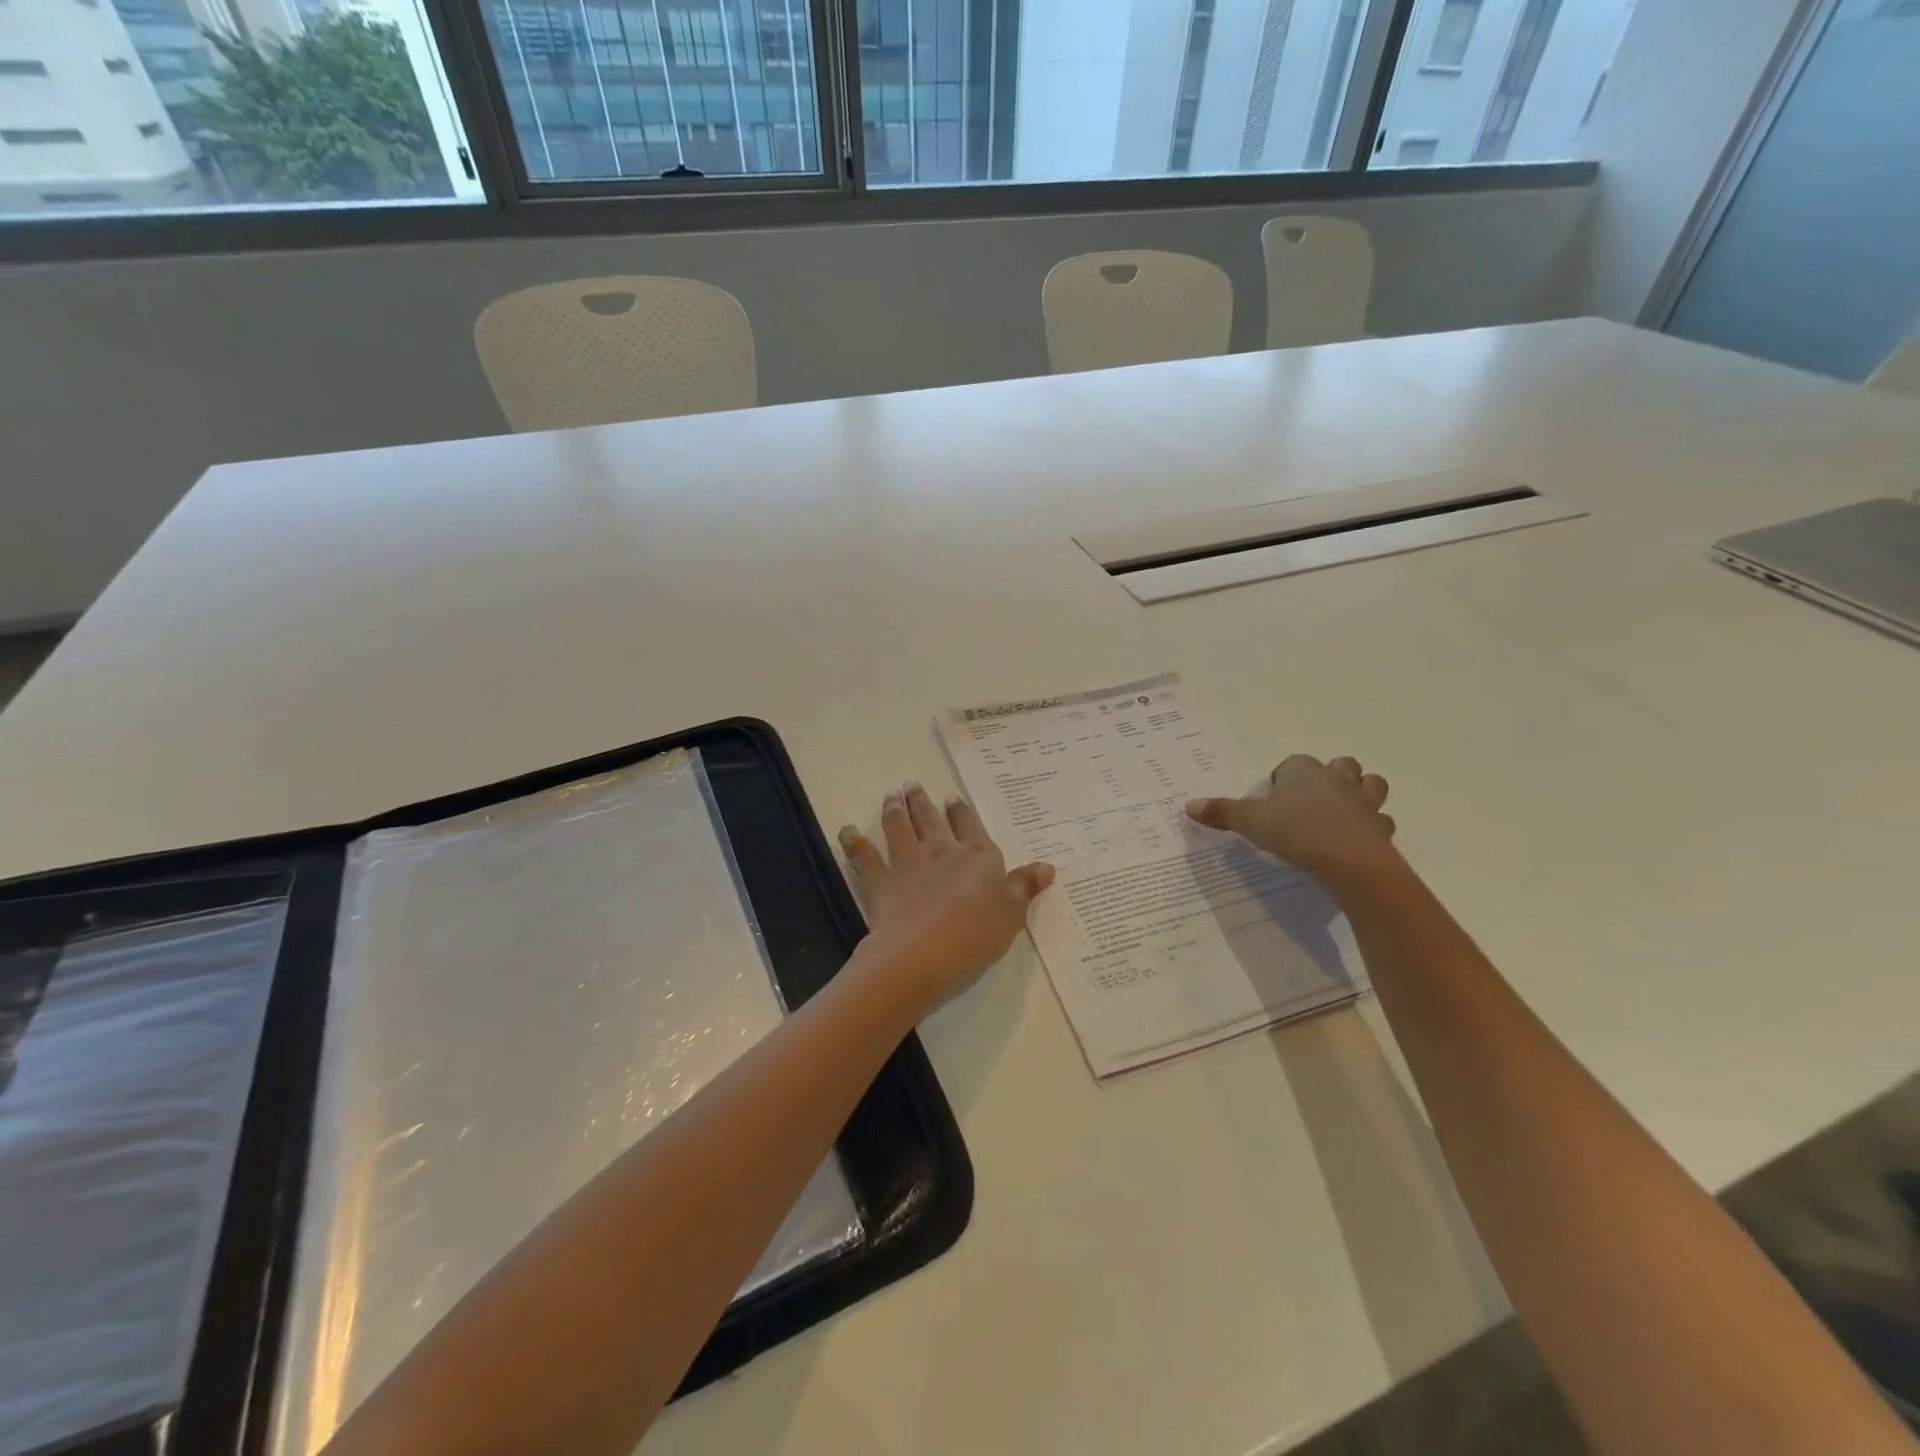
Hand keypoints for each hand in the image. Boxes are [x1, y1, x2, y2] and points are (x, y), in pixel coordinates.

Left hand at [840, 783, 1053, 1007]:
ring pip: (900, 828)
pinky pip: (864, 858)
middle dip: (923, 801)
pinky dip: (853, 843)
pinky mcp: (881, 882)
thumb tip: (1047, 866)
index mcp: (977, 857)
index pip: (970, 826)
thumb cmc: (976, 935)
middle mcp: (941, 851)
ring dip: (894, 809)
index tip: (953, 798)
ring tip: (890, 794)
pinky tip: (846, 831)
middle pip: (932, 820)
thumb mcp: (1012, 914)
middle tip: (912, 784)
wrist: (923, 953)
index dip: (962, 811)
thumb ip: (1024, 887)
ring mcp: (908, 863)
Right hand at [1186, 755, 1397, 885]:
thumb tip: (1188, 805)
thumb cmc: (1295, 831)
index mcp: (1303, 772)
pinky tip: (1358, 840)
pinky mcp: (1380, 828)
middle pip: (1340, 765)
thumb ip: (1221, 813)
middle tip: (1310, 800)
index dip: (1285, 776)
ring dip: (1360, 793)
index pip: (1294, 762)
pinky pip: (1380, 821)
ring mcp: (1363, 802)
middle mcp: (1336, 780)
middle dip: (1330, 776)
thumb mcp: (1250, 822)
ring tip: (1341, 812)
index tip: (1274, 796)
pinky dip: (1372, 827)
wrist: (1349, 860)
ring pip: (1370, 784)